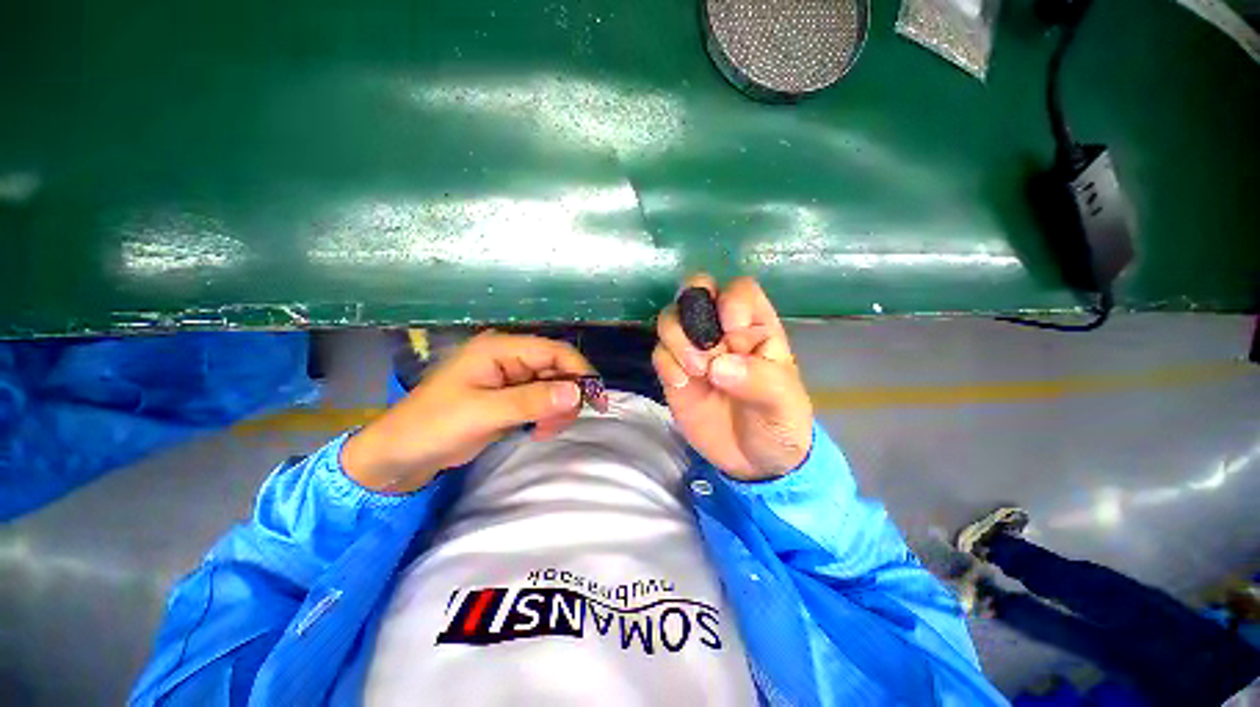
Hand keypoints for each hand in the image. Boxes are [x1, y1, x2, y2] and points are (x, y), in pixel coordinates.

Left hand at [342, 332, 593, 492]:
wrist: (399, 455)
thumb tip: (578, 393)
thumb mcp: (484, 413)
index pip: (554, 351)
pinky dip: (546, 414)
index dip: (580, 372)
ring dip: (557, 408)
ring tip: (543, 431)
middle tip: (561, 424)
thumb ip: (532, 401)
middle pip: (556, 368)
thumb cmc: (434, 426)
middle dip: (567, 395)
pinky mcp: (508, 396)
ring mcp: (509, 377)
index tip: (597, 400)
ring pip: (552, 385)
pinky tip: (537, 429)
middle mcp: (508, 357)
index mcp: (500, 349)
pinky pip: (541, 399)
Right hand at [653, 275, 812, 481]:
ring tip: (695, 371)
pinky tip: (682, 384)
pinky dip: (665, 364)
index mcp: (756, 327)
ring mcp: (694, 350)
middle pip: (696, 292)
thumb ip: (759, 380)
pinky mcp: (674, 372)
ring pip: (670, 320)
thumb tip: (719, 366)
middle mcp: (721, 331)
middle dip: (692, 313)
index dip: (731, 301)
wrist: (753, 463)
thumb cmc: (779, 424)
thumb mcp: (783, 404)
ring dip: (677, 340)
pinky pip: (659, 353)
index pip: (739, 290)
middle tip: (705, 350)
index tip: (732, 333)